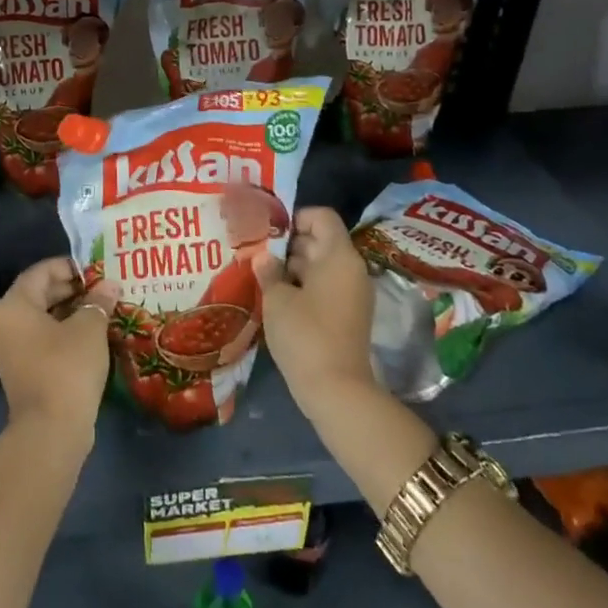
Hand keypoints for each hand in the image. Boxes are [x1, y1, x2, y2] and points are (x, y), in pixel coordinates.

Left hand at [0, 258, 113, 448]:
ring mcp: (10, 350)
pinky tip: (91, 335)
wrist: (51, 430)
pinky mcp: (21, 371)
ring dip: (70, 312)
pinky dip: (63, 332)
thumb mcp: (89, 328)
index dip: (68, 266)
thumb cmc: (67, 367)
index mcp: (13, 306)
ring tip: (101, 309)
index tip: (95, 269)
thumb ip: (98, 301)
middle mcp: (4, 324)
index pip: (40, 272)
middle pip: (38, 294)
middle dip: (71, 289)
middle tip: (102, 288)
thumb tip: (110, 285)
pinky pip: (41, 340)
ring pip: (41, 318)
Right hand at [257, 207, 379, 419]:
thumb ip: (268, 271)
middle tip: (255, 251)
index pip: (321, 217)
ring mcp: (351, 293)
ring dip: (292, 267)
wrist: (336, 390)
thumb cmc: (305, 334)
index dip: (295, 217)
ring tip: (260, 273)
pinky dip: (302, 286)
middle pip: (320, 240)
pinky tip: (275, 297)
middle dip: (288, 244)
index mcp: (339, 256)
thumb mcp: (277, 299)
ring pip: (320, 265)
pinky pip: (324, 287)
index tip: (267, 231)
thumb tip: (264, 256)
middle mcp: (351, 269)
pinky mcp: (347, 315)